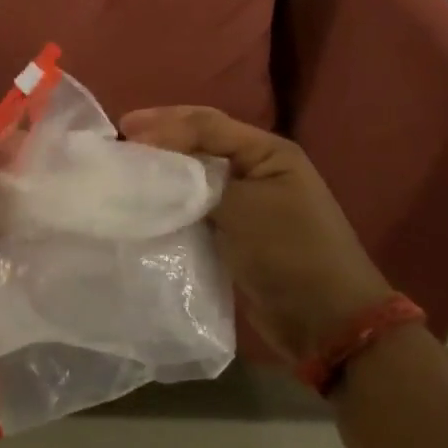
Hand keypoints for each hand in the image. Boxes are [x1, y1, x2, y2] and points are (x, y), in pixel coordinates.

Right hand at [119, 105, 392, 364]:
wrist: (327, 325)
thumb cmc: (290, 253)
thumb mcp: (242, 207)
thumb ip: (195, 179)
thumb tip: (151, 161)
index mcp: (267, 152)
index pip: (206, 124)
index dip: (164, 123)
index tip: (125, 131)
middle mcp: (256, 169)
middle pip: (199, 141)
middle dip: (160, 138)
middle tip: (120, 139)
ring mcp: (246, 202)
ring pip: (194, 174)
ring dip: (162, 169)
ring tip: (125, 166)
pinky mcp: (234, 232)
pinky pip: (194, 206)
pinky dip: (169, 201)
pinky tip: (144, 202)